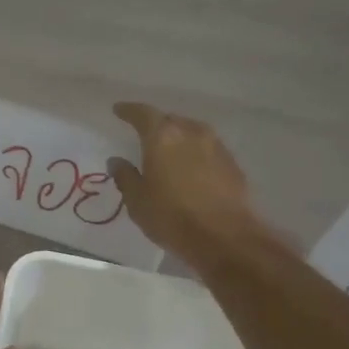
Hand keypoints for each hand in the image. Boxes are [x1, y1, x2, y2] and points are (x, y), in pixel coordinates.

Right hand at [107, 102, 262, 265]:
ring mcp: (216, 146)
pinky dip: (195, 153)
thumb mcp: (137, 201)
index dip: (128, 111)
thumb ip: (125, 176)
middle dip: (156, 125)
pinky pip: (207, 149)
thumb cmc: (172, 217)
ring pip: (191, 132)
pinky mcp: (232, 163)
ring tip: (168, 152)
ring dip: (178, 138)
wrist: (226, 238)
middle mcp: (191, 132)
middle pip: (170, 120)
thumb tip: (116, 161)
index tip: (118, 110)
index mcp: (163, 136)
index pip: (142, 113)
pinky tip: (190, 169)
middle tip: (144, 135)